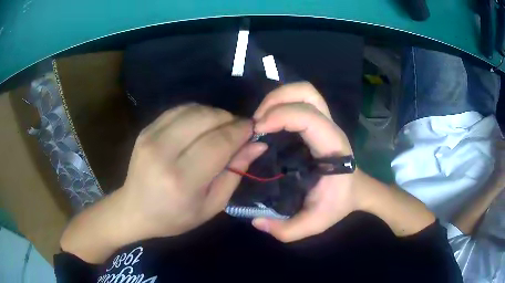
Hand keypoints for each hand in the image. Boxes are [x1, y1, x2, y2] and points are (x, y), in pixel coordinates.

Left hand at [120, 104, 265, 239]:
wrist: (134, 210)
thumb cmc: (175, 217)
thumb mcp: (212, 205)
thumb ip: (235, 173)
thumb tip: (257, 145)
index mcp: (182, 180)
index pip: (219, 142)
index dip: (240, 131)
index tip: (253, 129)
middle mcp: (164, 153)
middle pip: (206, 118)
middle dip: (229, 119)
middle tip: (237, 131)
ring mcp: (151, 137)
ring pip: (193, 109)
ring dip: (214, 114)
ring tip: (220, 129)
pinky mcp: (146, 130)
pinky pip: (178, 110)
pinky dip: (196, 112)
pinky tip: (200, 126)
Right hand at [251, 82, 357, 241]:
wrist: (356, 190)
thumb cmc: (338, 203)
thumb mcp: (314, 223)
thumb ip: (286, 230)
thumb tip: (256, 221)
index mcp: (332, 145)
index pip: (308, 116)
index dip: (280, 116)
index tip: (258, 131)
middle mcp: (329, 126)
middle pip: (306, 91)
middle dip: (277, 99)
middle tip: (258, 121)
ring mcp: (325, 120)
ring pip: (304, 90)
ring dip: (278, 97)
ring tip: (261, 119)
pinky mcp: (317, 121)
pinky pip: (299, 100)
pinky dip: (281, 102)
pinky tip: (269, 120)